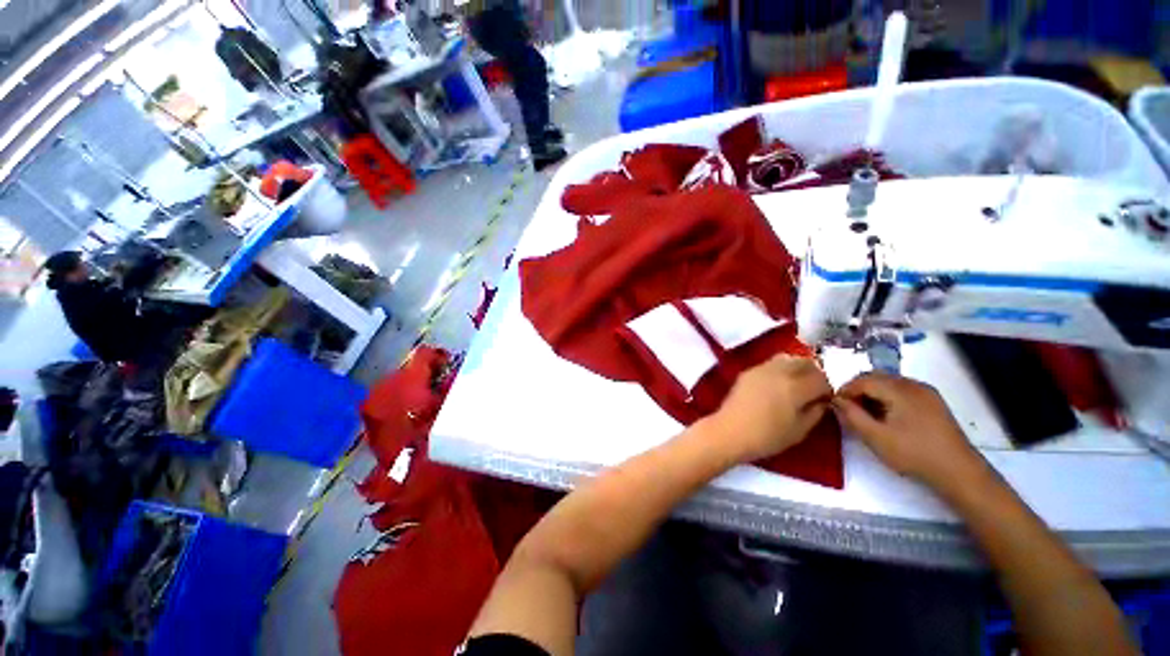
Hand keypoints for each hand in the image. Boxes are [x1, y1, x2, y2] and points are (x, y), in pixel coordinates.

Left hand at [709, 355, 832, 462]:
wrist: (730, 431)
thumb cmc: (767, 437)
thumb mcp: (799, 431)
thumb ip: (815, 412)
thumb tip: (822, 401)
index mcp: (795, 386)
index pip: (822, 378)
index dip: (828, 389)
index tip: (825, 399)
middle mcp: (779, 372)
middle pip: (805, 362)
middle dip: (814, 373)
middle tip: (813, 389)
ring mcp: (761, 368)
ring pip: (787, 358)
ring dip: (796, 367)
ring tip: (795, 384)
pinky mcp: (748, 371)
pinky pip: (770, 363)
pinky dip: (779, 369)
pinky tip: (776, 385)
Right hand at [832, 372, 982, 487]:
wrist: (958, 472)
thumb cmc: (914, 454)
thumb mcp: (876, 437)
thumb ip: (852, 416)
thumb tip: (836, 400)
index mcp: (900, 390)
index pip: (862, 380)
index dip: (845, 391)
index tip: (835, 406)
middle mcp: (913, 384)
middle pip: (876, 377)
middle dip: (857, 390)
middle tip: (848, 409)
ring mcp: (926, 392)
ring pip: (889, 383)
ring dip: (872, 393)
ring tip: (865, 414)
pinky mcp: (933, 402)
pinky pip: (902, 390)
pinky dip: (887, 397)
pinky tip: (886, 416)